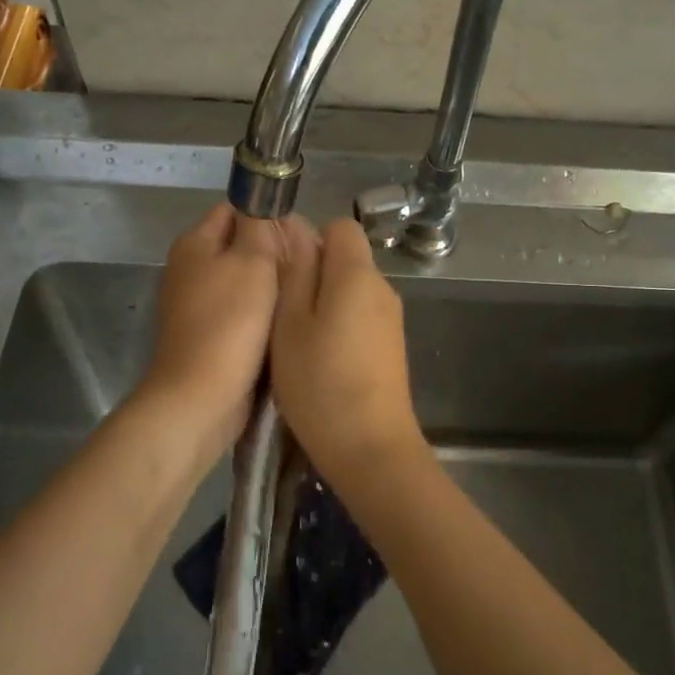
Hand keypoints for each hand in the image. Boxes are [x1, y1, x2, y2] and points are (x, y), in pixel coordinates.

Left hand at [143, 203, 282, 443]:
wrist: (202, 396)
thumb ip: (260, 226)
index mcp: (194, 243)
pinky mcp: (207, 335)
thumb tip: (262, 205)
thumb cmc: (230, 322)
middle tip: (308, 268)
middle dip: (273, 254)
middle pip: (239, 246)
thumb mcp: (253, 261)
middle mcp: (189, 269)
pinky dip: (260, 316)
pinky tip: (283, 324)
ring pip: (243, 282)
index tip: (299, 236)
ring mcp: (196, 305)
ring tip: (301, 296)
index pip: (234, 209)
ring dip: (270, 288)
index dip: (267, 216)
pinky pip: (241, 312)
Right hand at [270, 216, 425, 485]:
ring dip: (324, 303)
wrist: (370, 447)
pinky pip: (362, 316)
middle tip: (281, 311)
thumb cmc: (319, 382)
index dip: (311, 238)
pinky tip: (321, 359)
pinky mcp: (392, 346)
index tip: (285, 270)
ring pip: (352, 290)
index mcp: (357, 274)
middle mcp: (382, 288)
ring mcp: (391, 319)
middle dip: (314, 273)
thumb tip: (297, 230)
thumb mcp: (290, 324)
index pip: (341, 227)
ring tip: (296, 340)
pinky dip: (340, 325)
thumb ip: (295, 272)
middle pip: (347, 259)